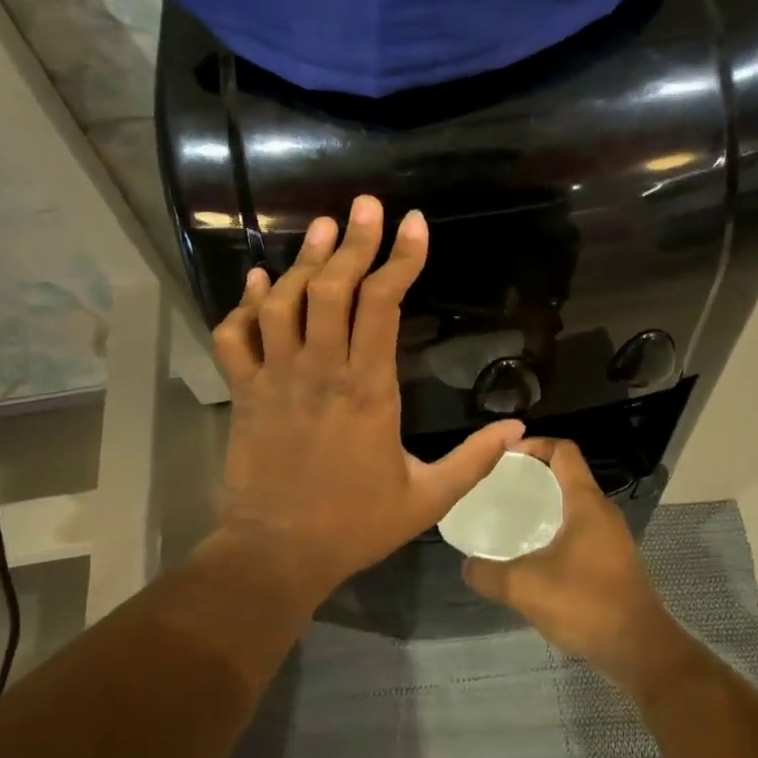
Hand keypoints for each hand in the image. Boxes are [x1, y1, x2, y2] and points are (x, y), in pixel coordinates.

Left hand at [209, 195, 524, 604]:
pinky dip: (245, 304)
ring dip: (304, 260)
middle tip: (367, 204)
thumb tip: (521, 432)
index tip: (415, 223)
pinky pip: (236, 337)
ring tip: (324, 227)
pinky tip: (261, 282)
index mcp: (369, 389)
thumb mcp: (428, 498)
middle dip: (354, 241)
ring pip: (284, 302)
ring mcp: (277, 378)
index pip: (384, 306)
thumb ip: (475, 461)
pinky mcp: (245, 392)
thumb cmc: (355, 525)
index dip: (401, 259)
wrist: (277, 553)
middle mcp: (321, 371)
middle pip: (334, 289)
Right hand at [462, 438, 694, 696]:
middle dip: (534, 475)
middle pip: (568, 475)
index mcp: (586, 503)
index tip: (505, 456)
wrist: (640, 649)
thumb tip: (467, 565)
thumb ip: (489, 573)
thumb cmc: (585, 604)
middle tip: (500, 487)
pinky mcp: (614, 561)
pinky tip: (534, 555)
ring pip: (574, 505)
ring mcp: (612, 537)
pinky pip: (581, 530)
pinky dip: (557, 530)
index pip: (563, 451)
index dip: (534, 444)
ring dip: (546, 505)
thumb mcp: (525, 587)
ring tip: (512, 518)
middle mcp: (602, 512)